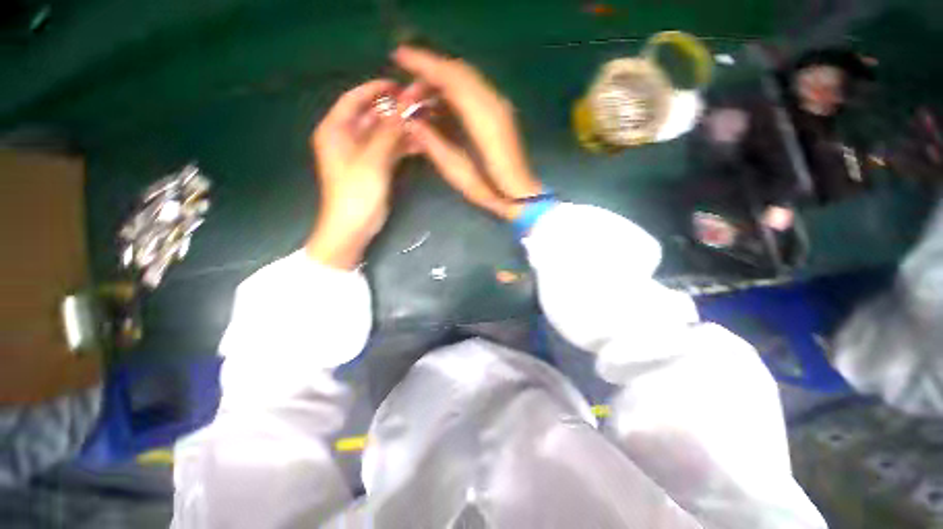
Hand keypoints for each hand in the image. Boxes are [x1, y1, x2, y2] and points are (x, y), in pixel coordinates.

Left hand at [306, 80, 405, 269]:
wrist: (353, 227)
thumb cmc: (356, 193)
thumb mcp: (372, 160)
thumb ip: (388, 133)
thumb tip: (405, 109)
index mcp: (336, 130)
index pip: (354, 99)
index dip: (375, 89)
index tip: (398, 85)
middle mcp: (347, 138)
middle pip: (372, 116)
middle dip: (394, 110)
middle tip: (418, 104)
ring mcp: (362, 154)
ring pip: (383, 133)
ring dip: (401, 129)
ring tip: (424, 122)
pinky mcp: (374, 167)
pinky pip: (389, 150)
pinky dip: (403, 146)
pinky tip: (420, 143)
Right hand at [392, 46, 542, 217]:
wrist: (519, 194)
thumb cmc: (490, 189)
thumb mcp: (458, 172)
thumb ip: (434, 145)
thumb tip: (410, 123)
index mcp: (483, 118)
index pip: (451, 78)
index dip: (424, 64)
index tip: (400, 57)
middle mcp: (493, 104)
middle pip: (458, 71)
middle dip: (429, 70)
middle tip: (407, 87)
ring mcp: (500, 106)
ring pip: (466, 77)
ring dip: (441, 80)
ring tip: (419, 95)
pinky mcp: (500, 112)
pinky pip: (473, 88)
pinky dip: (453, 88)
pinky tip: (440, 100)